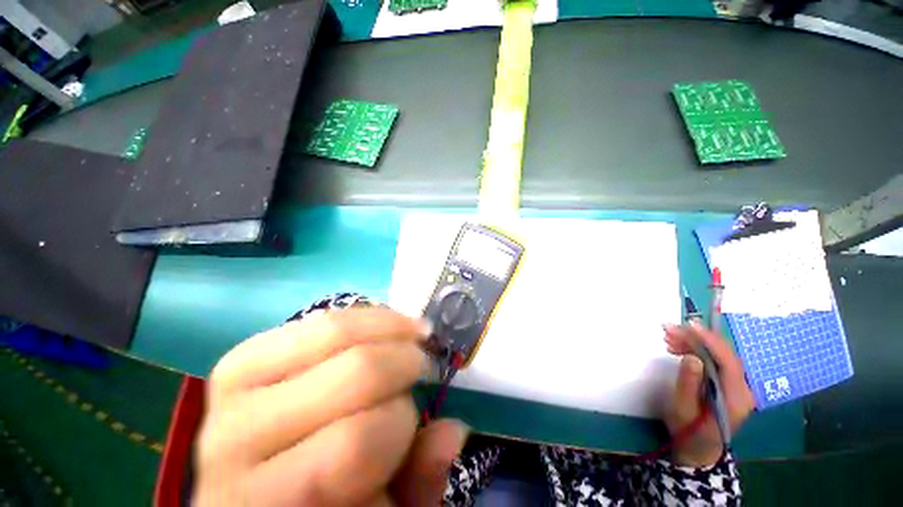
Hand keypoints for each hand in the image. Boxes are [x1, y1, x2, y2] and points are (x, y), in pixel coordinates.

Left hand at [193, 307, 468, 506]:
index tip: (415, 415)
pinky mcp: (239, 358)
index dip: (401, 422)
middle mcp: (236, 444)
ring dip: (389, 326)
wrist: (255, 489)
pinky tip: (381, 325)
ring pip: (333, 332)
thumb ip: (418, 482)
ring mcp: (230, 392)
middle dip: (404, 361)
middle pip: (353, 373)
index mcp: (273, 505)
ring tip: (409, 333)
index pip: (356, 442)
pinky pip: (317, 321)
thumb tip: (454, 430)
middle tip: (421, 362)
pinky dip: (362, 317)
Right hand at [663, 322, 754, 466]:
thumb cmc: (688, 431)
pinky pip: (713, 361)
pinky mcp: (727, 384)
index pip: (728, 362)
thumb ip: (688, 383)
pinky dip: (695, 351)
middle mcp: (742, 389)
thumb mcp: (683, 409)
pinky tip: (677, 348)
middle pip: (723, 355)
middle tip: (668, 329)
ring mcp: (736, 386)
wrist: (697, 448)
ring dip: (693, 343)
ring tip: (668, 337)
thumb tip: (692, 357)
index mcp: (736, 397)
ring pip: (717, 355)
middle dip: (696, 339)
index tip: (689, 325)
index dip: (710, 341)